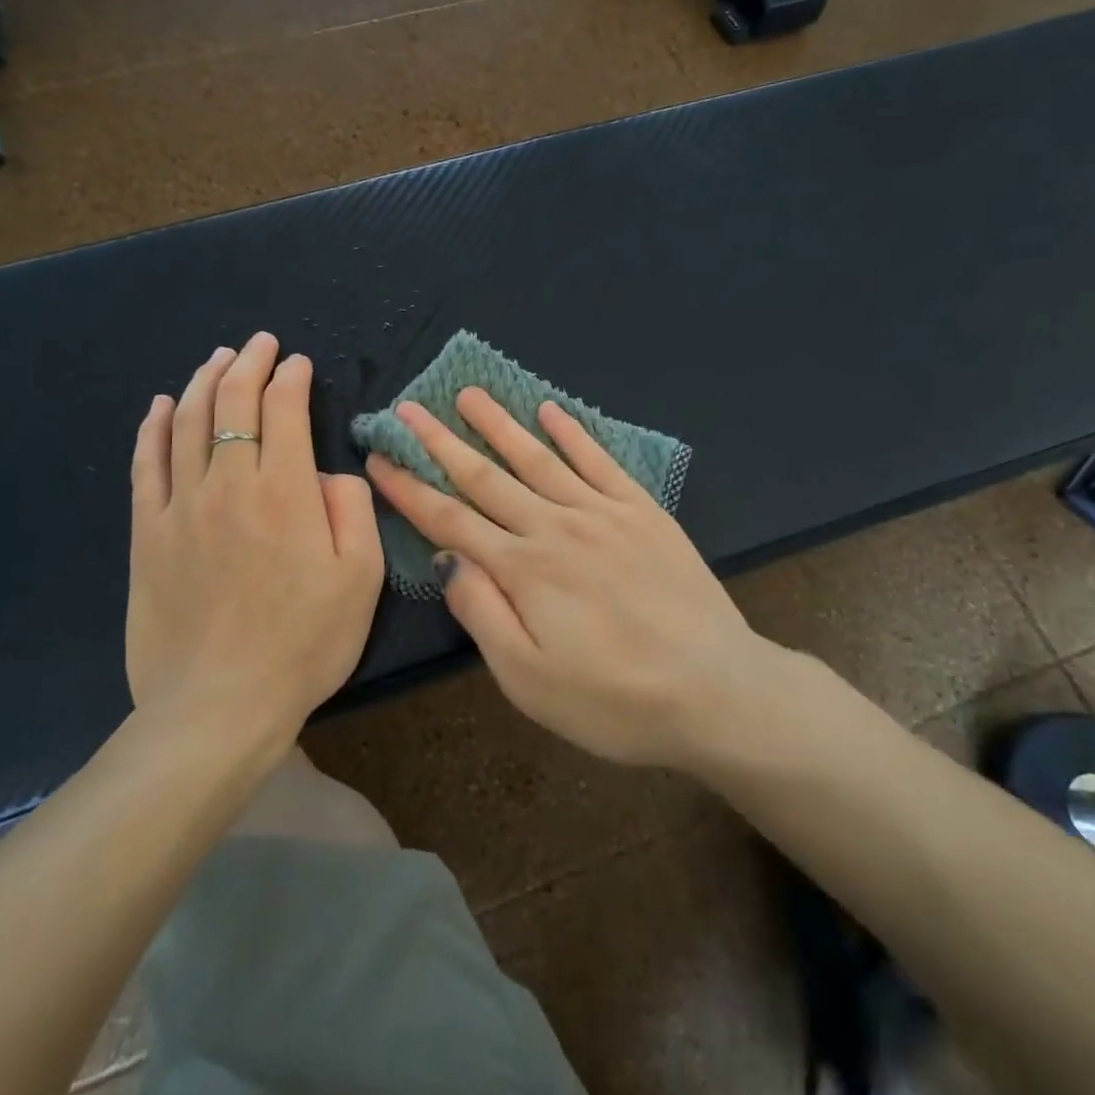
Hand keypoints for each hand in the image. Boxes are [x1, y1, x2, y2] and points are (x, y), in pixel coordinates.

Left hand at [125, 333, 382, 756]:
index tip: (298, 363)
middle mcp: (229, 483)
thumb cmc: (304, 643)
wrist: (219, 705)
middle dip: (247, 364)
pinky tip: (162, 405)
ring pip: (188, 423)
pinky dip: (155, 427)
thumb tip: (329, 473)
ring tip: (217, 359)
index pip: (284, 410)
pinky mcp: (146, 534)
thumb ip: (353, 510)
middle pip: (232, 403)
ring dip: (204, 382)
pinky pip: (146, 465)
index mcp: (285, 492)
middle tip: (258, 344)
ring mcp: (180, 506)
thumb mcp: (360, 578)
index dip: (291, 378)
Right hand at [365, 389, 767, 768]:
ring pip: (537, 458)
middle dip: (441, 442)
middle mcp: (555, 527)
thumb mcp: (528, 680)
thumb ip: (482, 613)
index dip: (409, 488)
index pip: (449, 519)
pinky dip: (572, 433)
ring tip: (469, 394)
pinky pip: (599, 461)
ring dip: (499, 424)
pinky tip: (551, 411)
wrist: (716, 690)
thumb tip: (447, 559)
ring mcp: (602, 512)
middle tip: (408, 409)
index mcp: (523, 569)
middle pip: (485, 477)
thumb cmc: (614, 700)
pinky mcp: (643, 511)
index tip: (379, 458)